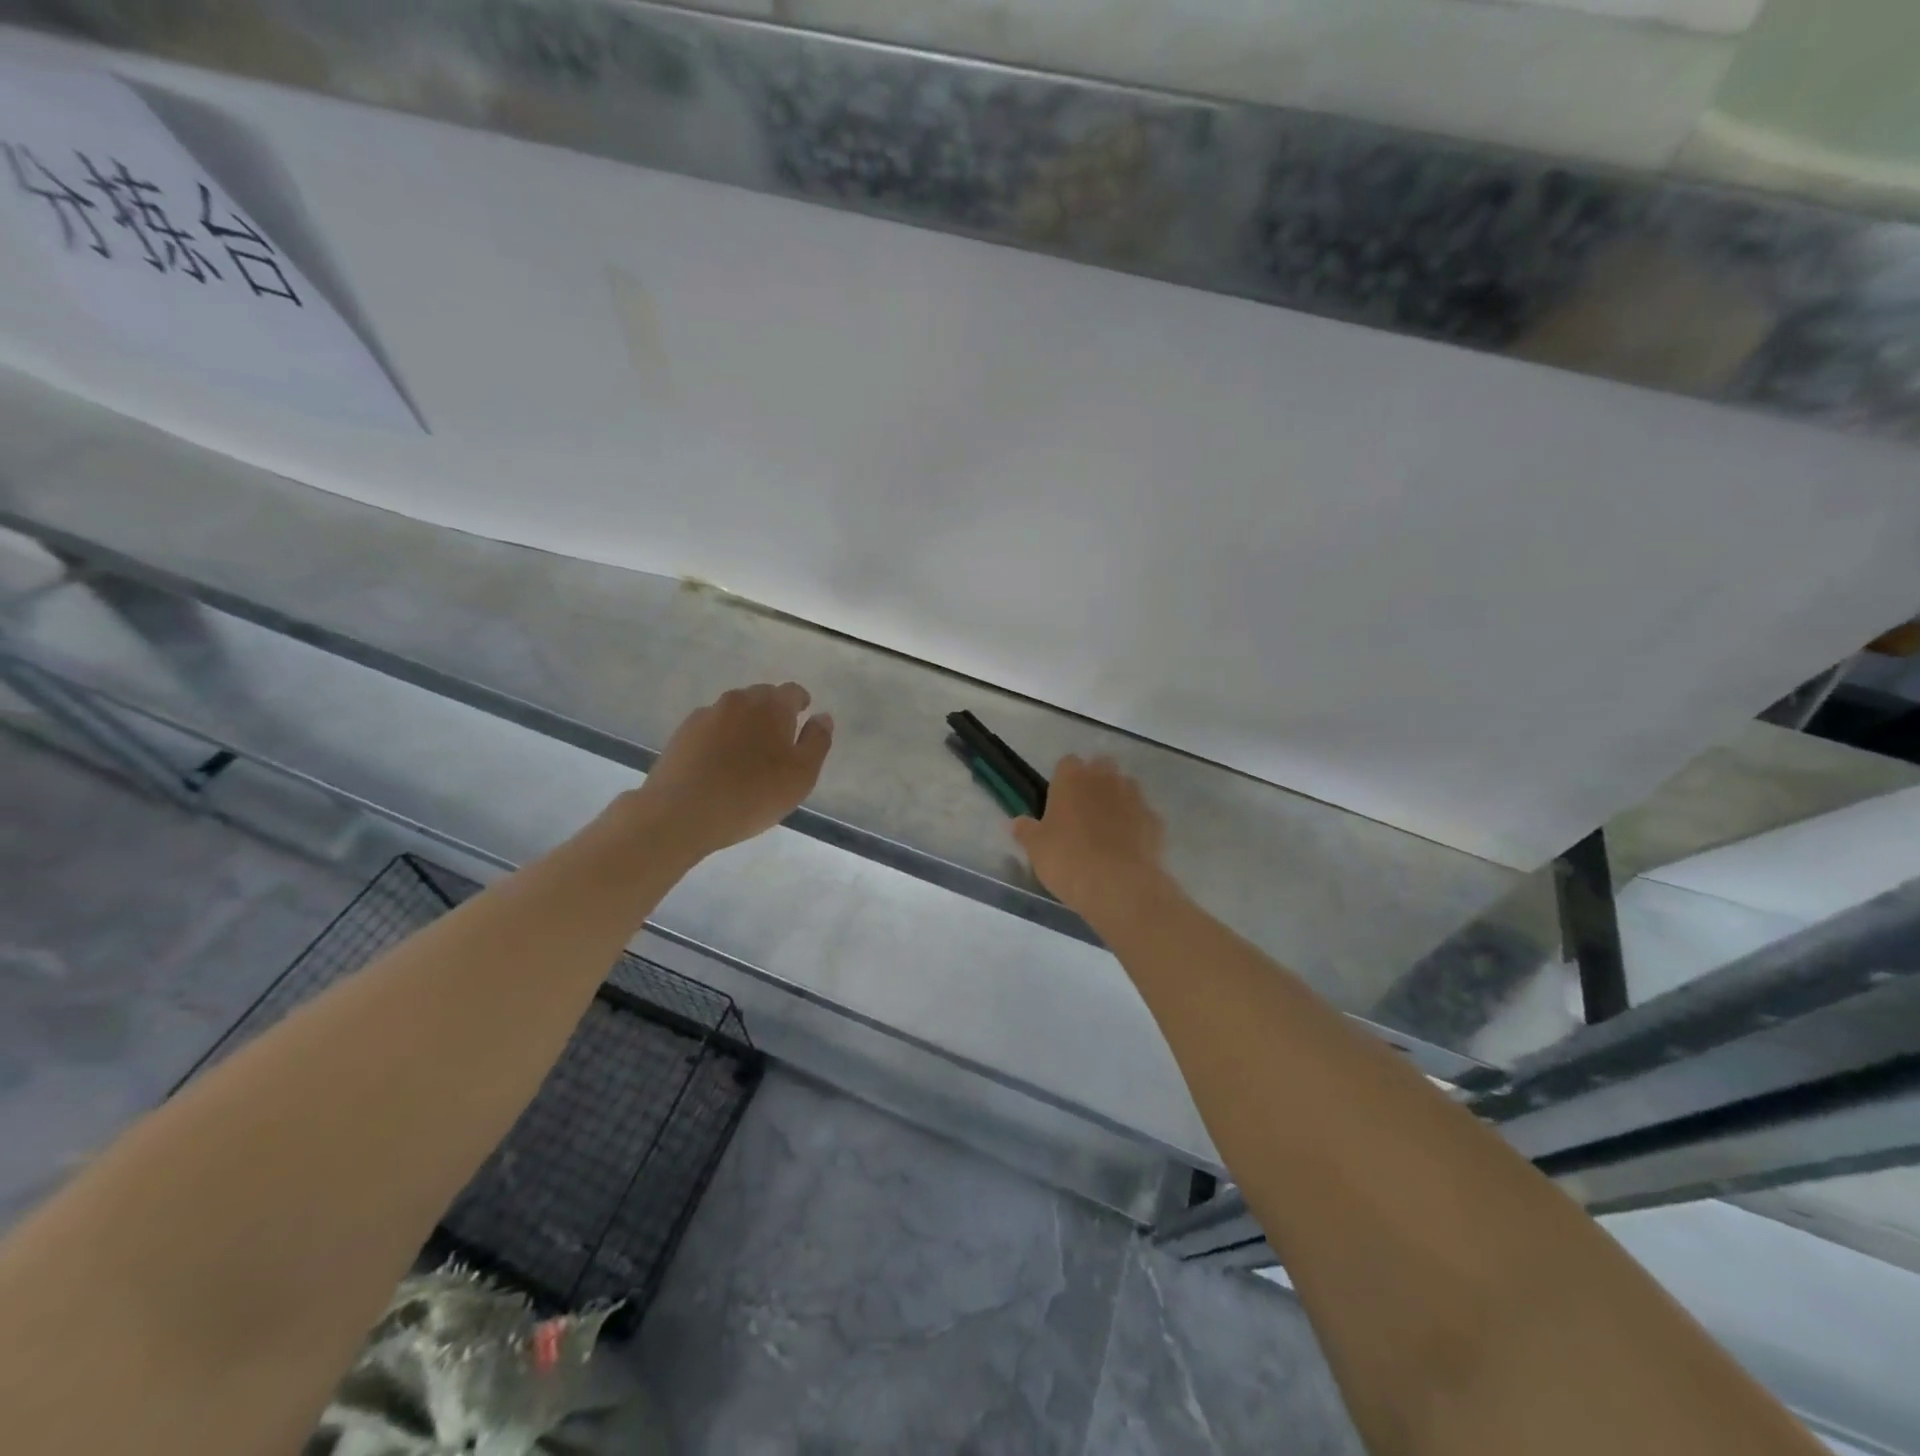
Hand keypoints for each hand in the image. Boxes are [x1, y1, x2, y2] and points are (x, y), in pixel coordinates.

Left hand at [627, 682, 833, 858]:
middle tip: (778, 745)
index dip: (801, 704)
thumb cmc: (751, 795)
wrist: (680, 813)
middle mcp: (738, 700)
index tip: (803, 720)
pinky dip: (721, 740)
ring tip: (747, 759)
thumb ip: (817, 742)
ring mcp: (706, 715)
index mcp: (771, 705)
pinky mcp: (682, 733)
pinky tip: (719, 767)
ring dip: (745, 727)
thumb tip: (822, 717)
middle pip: (762, 698)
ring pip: (735, 713)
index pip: (793, 691)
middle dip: (773, 714)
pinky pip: (712, 729)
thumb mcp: (801, 776)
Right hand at [1013, 755, 1168, 920]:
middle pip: (1101, 767)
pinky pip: (1143, 815)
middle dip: (1094, 782)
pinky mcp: (1155, 820)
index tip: (1059, 801)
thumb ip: (1026, 830)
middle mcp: (1105, 779)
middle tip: (1083, 812)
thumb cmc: (1067, 860)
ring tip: (1107, 830)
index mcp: (1072, 778)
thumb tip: (1018, 822)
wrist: (1118, 886)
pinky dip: (1136, 825)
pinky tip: (1128, 848)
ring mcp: (1135, 797)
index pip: (1067, 763)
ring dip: (1117, 800)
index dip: (1063, 780)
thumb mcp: (1036, 848)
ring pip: (1125, 787)